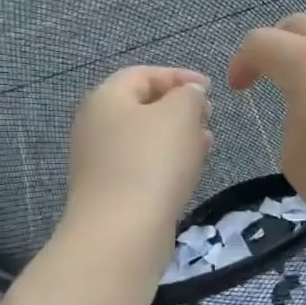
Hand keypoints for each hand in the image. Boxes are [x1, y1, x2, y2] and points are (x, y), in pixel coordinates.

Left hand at [65, 66, 211, 245]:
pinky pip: (142, 165)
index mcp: (106, 97)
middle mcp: (95, 125)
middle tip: (209, 116)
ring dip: (177, 136)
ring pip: (144, 137)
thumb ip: (188, 94)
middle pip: (141, 106)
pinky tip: (188, 171)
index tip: (210, 88)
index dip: (179, 76)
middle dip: (179, 107)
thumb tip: (188, 93)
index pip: (143, 74)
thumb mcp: (180, 114)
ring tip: (206, 143)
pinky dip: (167, 161)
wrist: (122, 230)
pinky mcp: (110, 191)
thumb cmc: (152, 161)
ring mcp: (99, 161)